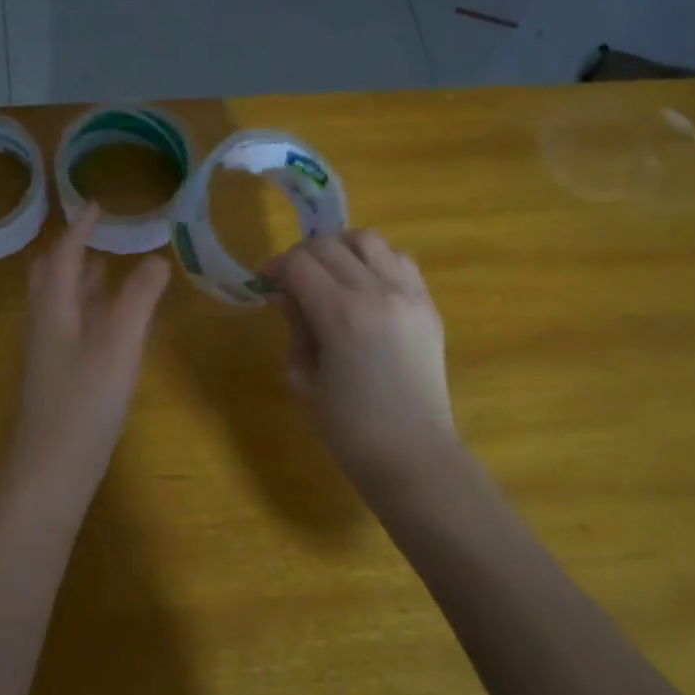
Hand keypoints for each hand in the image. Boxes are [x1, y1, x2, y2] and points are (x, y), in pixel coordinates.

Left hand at [7, 206, 170, 487]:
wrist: (50, 471)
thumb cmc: (84, 401)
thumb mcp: (119, 344)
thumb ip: (138, 299)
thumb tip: (155, 258)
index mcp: (54, 309)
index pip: (62, 255)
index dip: (80, 228)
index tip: (97, 204)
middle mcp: (45, 325)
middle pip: (50, 277)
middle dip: (71, 251)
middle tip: (98, 235)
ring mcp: (48, 354)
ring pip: (61, 304)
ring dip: (80, 280)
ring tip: (107, 267)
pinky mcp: (58, 378)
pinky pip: (71, 327)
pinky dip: (89, 310)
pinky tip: (110, 324)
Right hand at [262, 230, 458, 493]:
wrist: (414, 455)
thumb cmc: (349, 428)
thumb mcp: (305, 379)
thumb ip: (295, 327)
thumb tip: (283, 293)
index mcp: (341, 315)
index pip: (299, 264)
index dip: (275, 267)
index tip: (265, 282)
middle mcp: (378, 292)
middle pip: (329, 245)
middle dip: (301, 256)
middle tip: (290, 281)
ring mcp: (409, 295)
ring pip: (368, 239)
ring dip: (340, 248)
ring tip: (329, 274)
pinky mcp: (428, 305)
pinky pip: (399, 259)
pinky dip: (374, 260)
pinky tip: (363, 285)